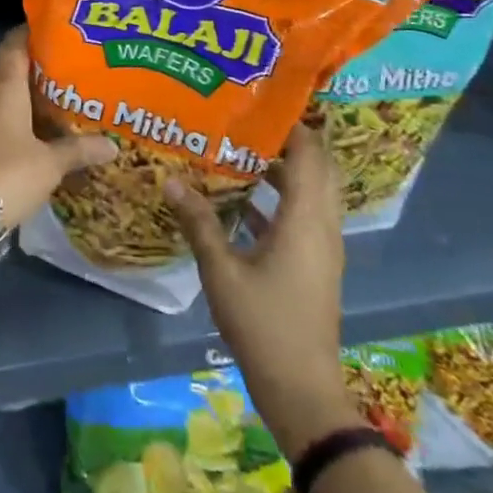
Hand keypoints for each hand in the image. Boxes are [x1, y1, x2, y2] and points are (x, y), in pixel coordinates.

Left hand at [0, 26, 116, 230]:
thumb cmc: (9, 174)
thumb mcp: (51, 163)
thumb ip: (79, 150)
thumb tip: (113, 146)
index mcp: (3, 89)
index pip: (13, 46)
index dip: (29, 34)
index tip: (52, 30)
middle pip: (9, 72)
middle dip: (36, 71)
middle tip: (67, 72)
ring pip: (2, 100)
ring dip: (25, 100)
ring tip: (57, 104)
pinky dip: (15, 123)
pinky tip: (36, 136)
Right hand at [164, 120, 357, 456]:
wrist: (304, 392)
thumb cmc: (264, 325)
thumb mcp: (222, 271)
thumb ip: (198, 222)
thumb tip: (170, 179)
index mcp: (305, 219)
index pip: (309, 153)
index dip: (290, 123)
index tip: (258, 99)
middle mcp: (322, 226)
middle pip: (316, 168)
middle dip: (287, 140)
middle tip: (247, 119)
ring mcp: (321, 248)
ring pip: (310, 192)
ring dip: (282, 169)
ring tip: (238, 148)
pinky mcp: (315, 266)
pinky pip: (302, 216)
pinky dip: (279, 199)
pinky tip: (241, 200)